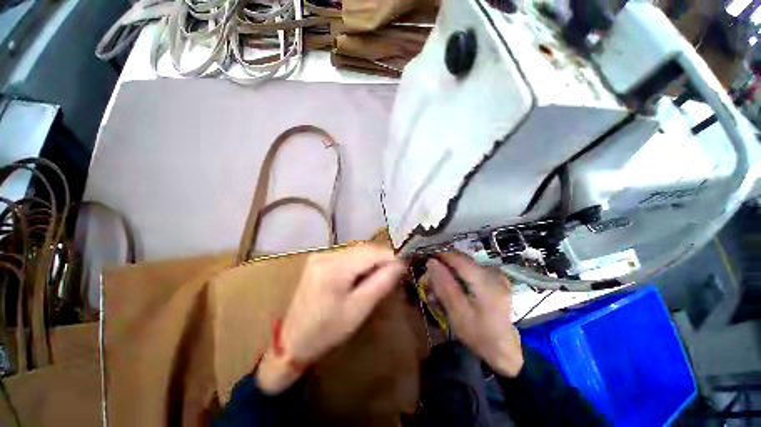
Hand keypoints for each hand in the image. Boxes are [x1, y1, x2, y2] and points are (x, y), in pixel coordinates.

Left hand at [257, 245, 405, 393]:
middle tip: (395, 273)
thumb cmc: (327, 331)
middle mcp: (326, 255)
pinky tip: (362, 276)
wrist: (292, 340)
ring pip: (356, 251)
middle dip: (382, 258)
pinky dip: (359, 263)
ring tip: (380, 276)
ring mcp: (320, 255)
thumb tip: (401, 264)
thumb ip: (381, 283)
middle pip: (364, 249)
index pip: (371, 252)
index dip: (391, 256)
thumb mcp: (359, 309)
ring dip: (371, 260)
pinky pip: (347, 255)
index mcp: (334, 268)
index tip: (406, 264)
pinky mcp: (319, 259)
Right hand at [427, 253, 523, 377]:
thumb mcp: (458, 313)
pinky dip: (458, 278)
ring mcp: (496, 277)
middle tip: (428, 281)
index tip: (425, 261)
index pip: (459, 258)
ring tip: (436, 290)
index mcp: (486, 281)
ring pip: (465, 267)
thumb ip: (444, 285)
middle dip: (443, 267)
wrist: (505, 351)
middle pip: (461, 261)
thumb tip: (431, 262)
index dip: (440, 256)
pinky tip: (451, 291)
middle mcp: (493, 273)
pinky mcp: (496, 281)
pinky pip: (472, 273)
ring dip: (449, 274)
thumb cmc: (480, 335)